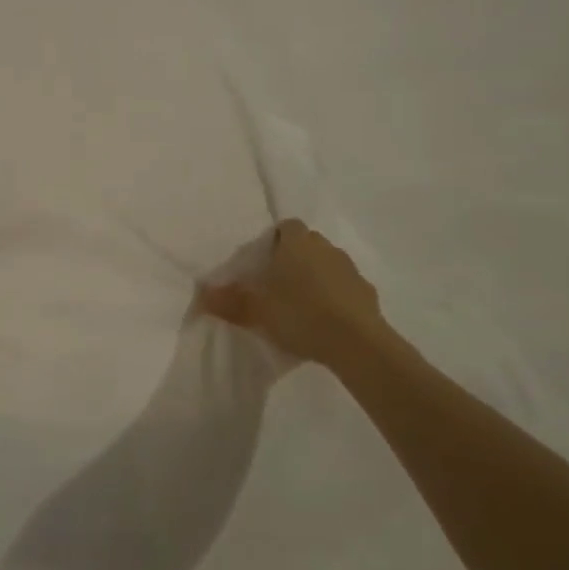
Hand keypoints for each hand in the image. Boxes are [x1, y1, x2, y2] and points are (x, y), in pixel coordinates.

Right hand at [199, 219, 388, 366]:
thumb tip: (201, 294)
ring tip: (299, 304)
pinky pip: (344, 287)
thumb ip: (228, 301)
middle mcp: (326, 249)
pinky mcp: (368, 293)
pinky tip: (324, 320)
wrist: (356, 344)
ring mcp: (350, 270)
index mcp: (297, 244)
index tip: (263, 260)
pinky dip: (334, 297)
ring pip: (327, 264)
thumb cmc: (300, 315)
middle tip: (276, 283)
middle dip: (294, 257)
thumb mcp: (255, 311)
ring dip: (316, 277)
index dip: (274, 239)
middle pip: (307, 244)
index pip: (287, 226)